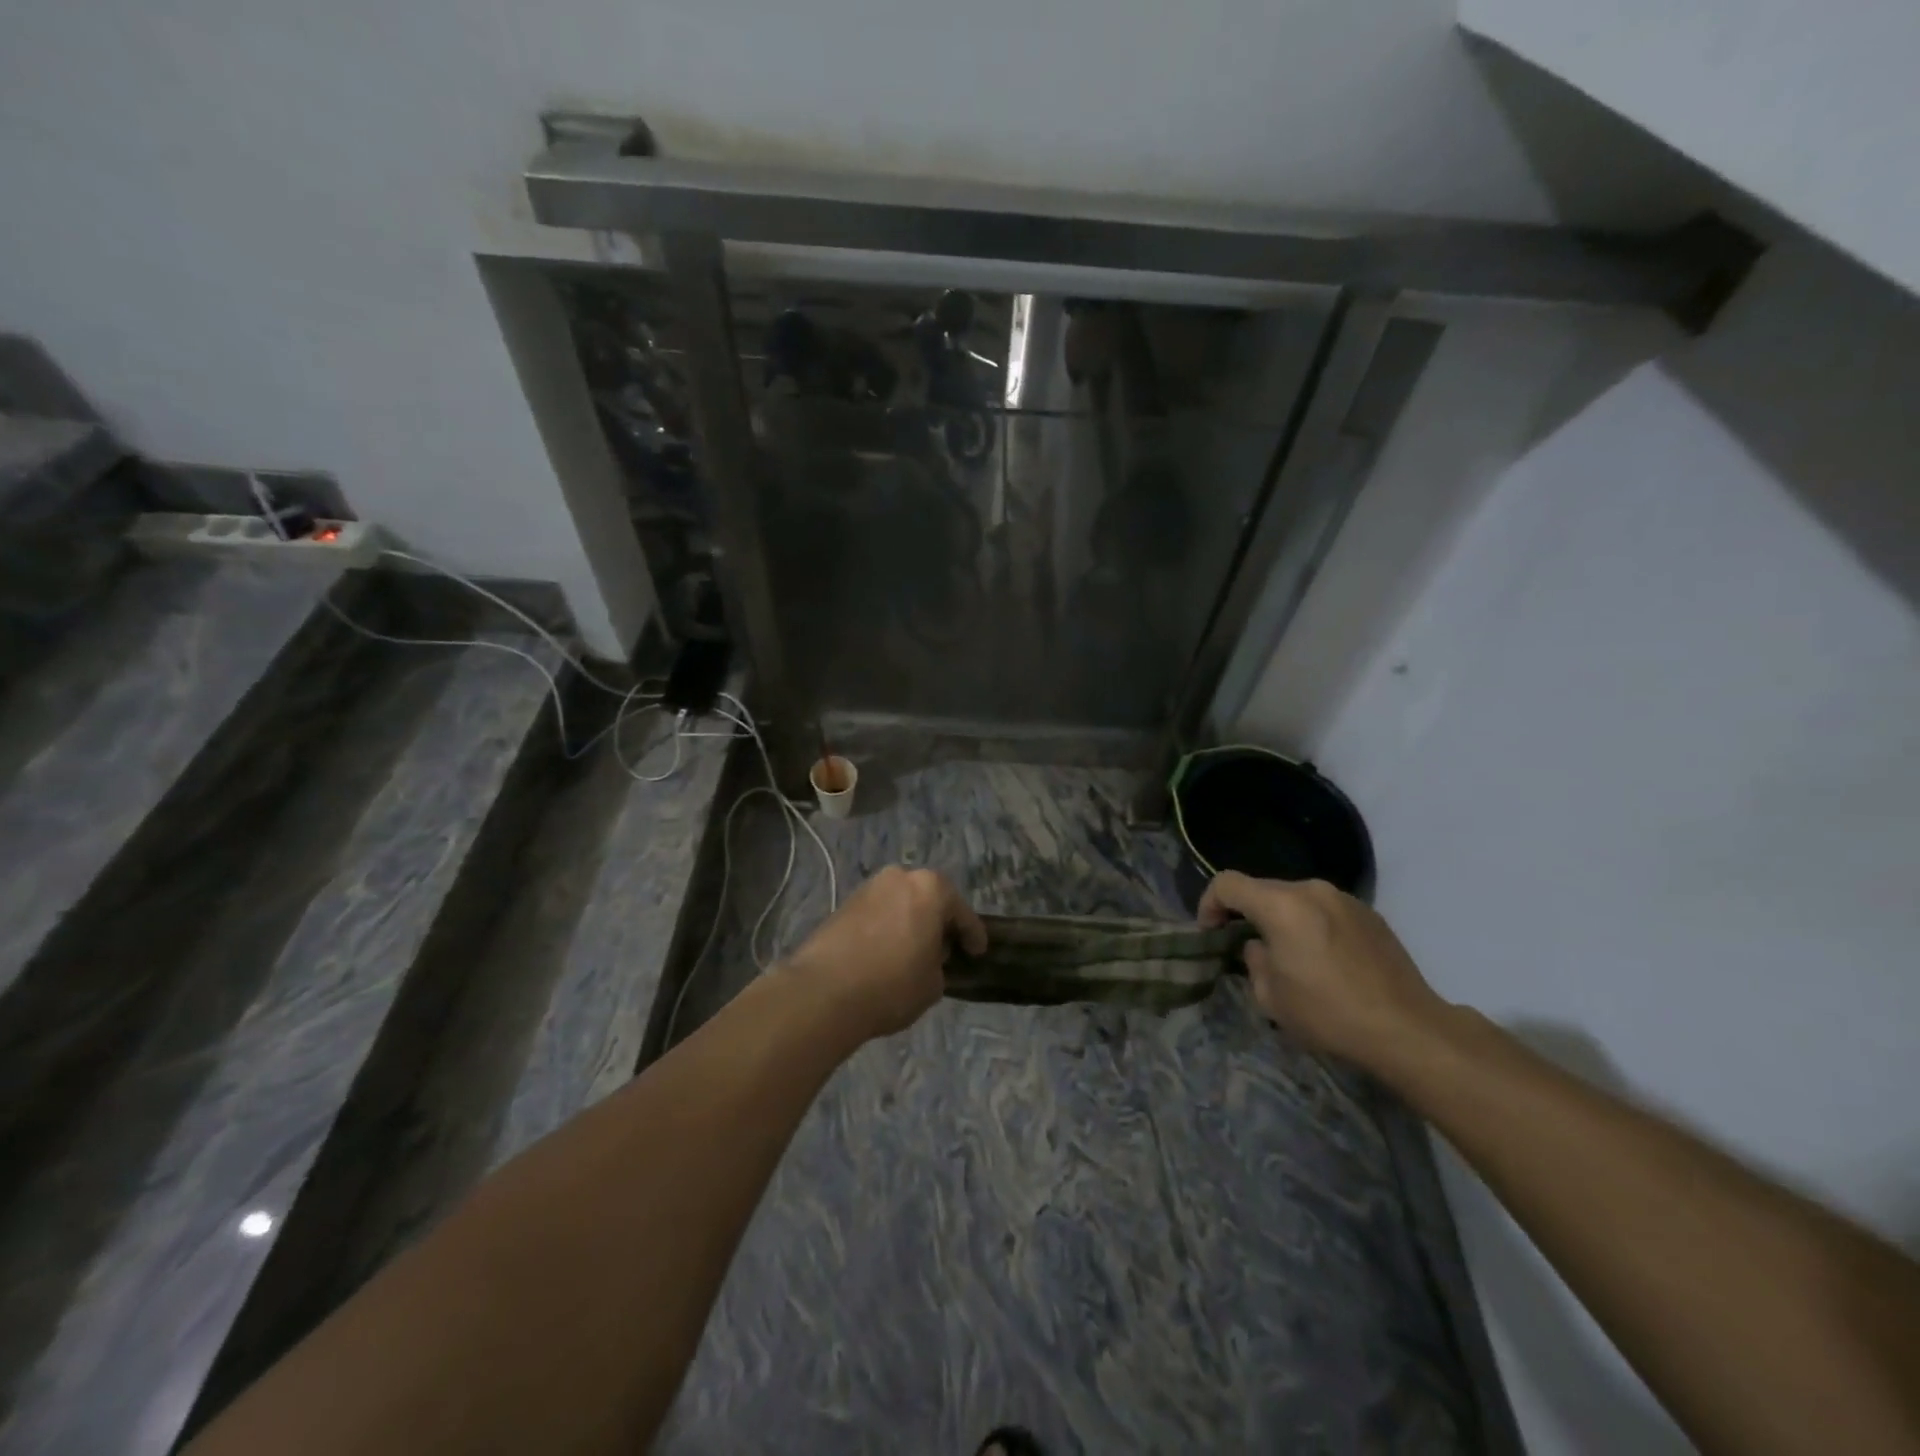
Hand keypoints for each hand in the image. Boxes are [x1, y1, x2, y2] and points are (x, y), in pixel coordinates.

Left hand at [782, 867, 987, 1040]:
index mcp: (930, 888)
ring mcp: (868, 888)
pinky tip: (887, 951)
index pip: (962, 913)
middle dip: (938, 921)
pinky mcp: (844, 904)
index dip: (973, 935)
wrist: (823, 992)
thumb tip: (928, 957)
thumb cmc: (892, 984)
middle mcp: (900, 877)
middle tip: (945, 949)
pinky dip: (887, 927)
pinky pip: (878, 913)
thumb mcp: (932, 983)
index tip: (978, 952)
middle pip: (929, 898)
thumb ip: (939, 964)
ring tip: (914, 951)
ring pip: (901, 903)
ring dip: (910, 922)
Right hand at [1197, 871, 1452, 1071]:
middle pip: (1263, 889)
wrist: (1408, 1029)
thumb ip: (1253, 960)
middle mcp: (1311, 890)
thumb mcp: (1270, 996)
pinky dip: (1313, 925)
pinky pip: (1326, 910)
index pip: (1227, 883)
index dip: (1209, 904)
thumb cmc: (1328, 1013)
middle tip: (1247, 948)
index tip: (1211, 933)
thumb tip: (1260, 948)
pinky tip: (1326, 961)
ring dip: (1283, 919)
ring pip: (1296, 899)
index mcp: (1280, 904)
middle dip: (1248, 913)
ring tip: (1290, 956)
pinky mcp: (1370, 915)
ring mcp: (1345, 899)